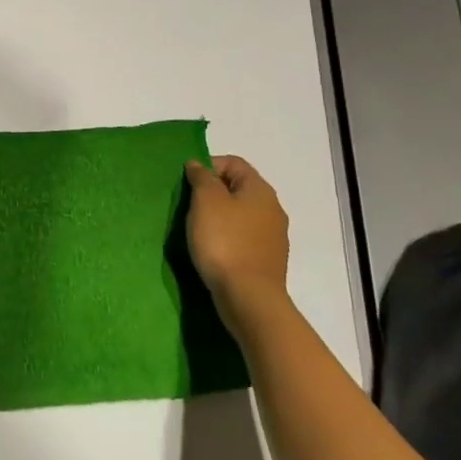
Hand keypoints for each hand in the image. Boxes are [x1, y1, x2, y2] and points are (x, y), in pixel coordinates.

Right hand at [185, 156, 289, 323]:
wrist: (248, 297)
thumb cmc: (224, 242)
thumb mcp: (206, 201)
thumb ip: (201, 178)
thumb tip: (198, 165)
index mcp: (260, 190)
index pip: (233, 163)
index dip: (208, 166)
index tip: (187, 184)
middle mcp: (272, 209)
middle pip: (238, 188)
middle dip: (211, 192)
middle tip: (188, 206)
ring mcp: (273, 236)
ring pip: (240, 214)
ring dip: (218, 216)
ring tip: (197, 230)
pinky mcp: (267, 259)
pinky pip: (243, 237)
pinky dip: (227, 237)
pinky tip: (213, 250)